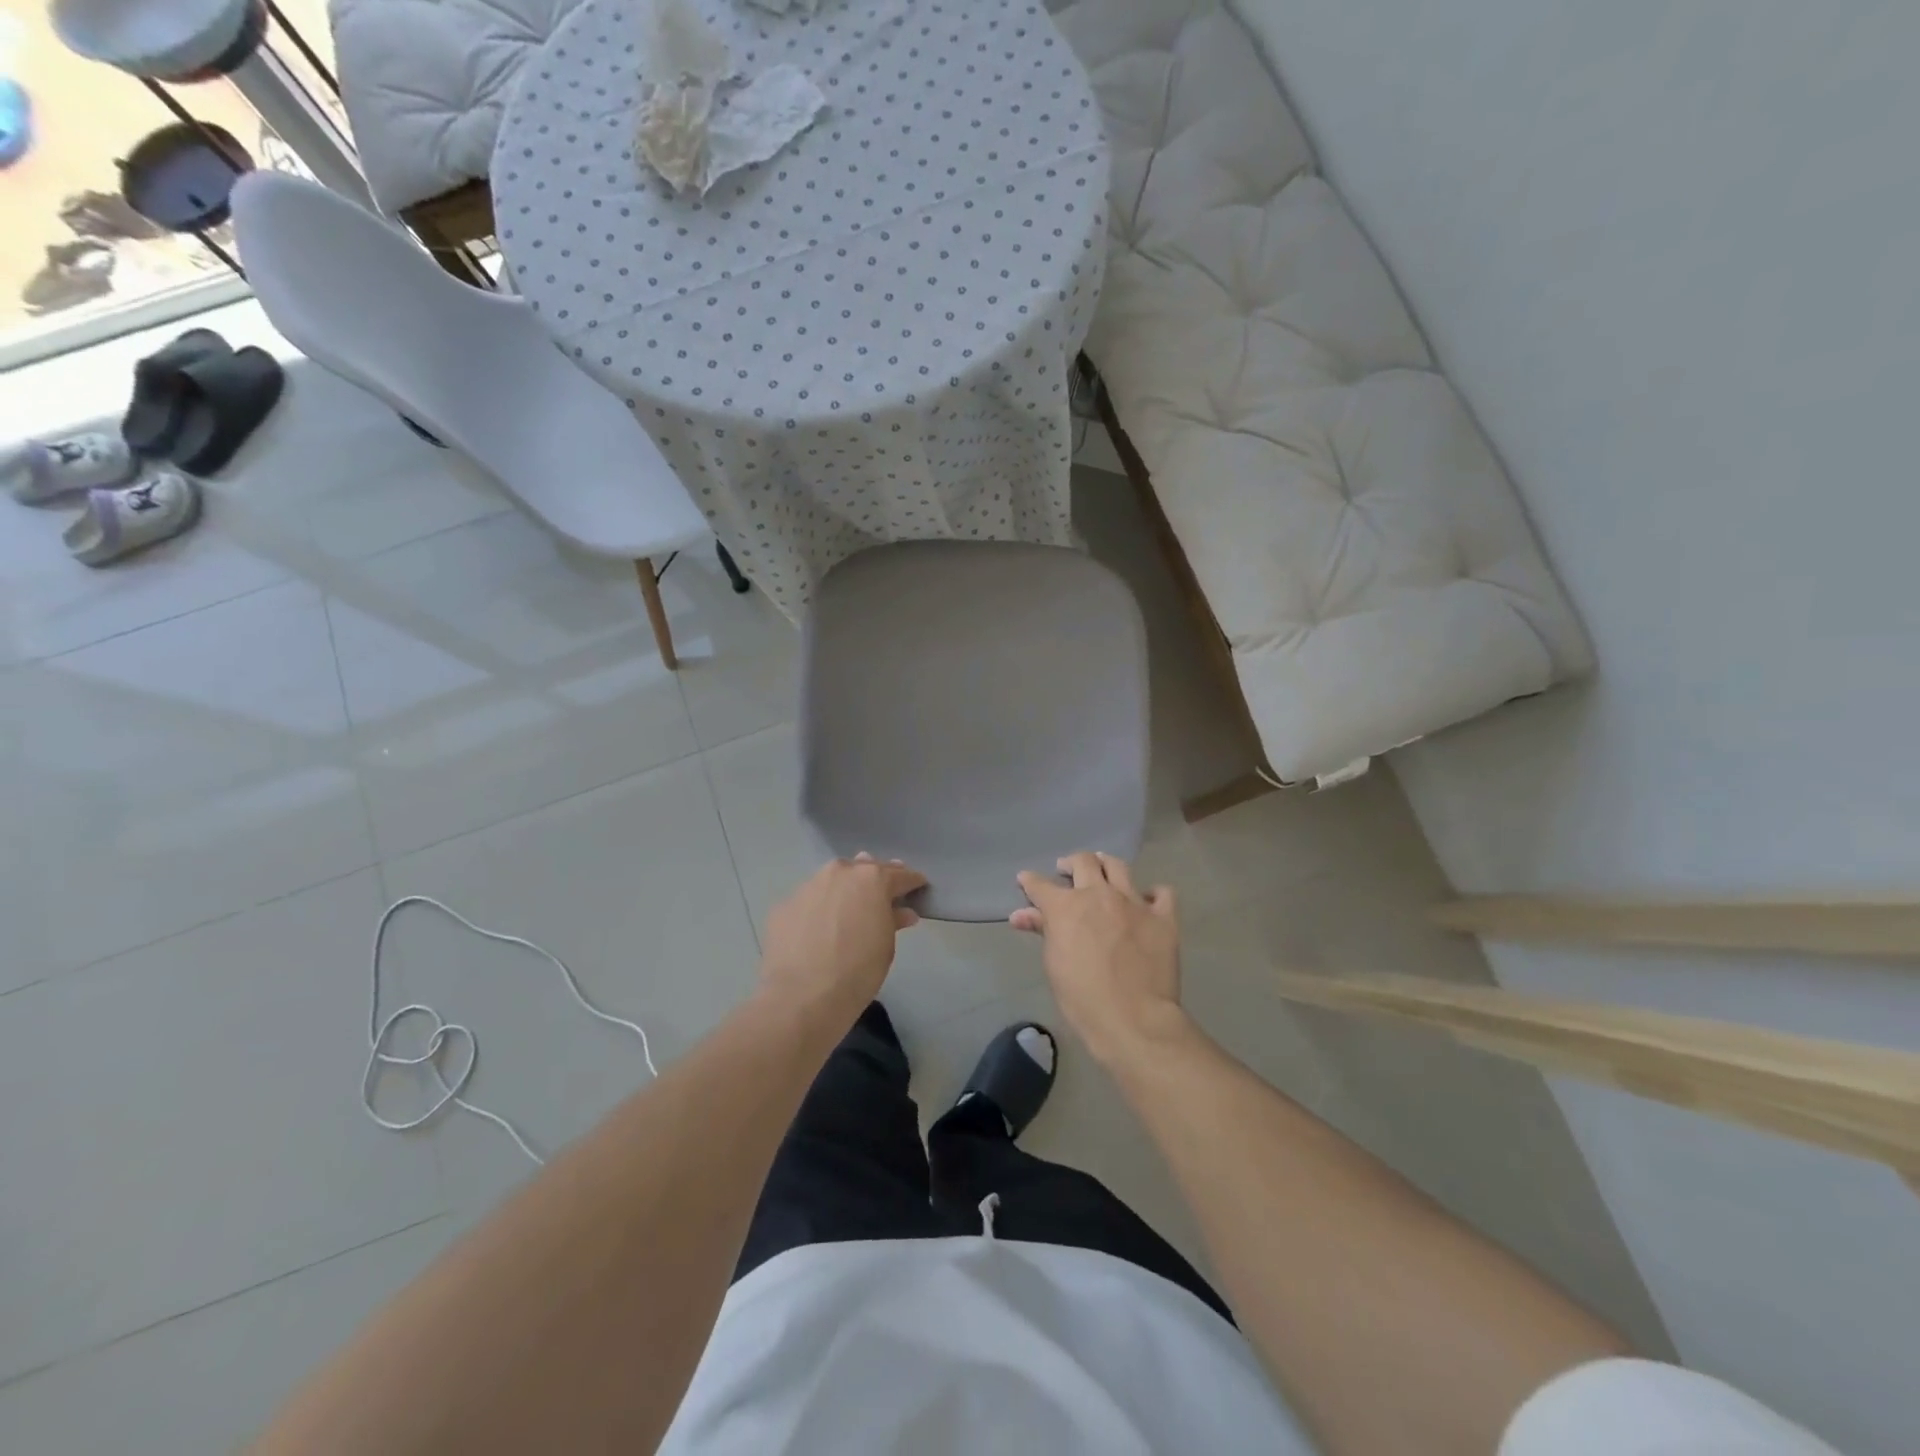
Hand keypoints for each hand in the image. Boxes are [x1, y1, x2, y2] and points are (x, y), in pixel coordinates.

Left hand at [760, 854, 925, 1023]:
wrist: (801, 998)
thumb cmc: (857, 972)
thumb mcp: (886, 947)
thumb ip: (893, 920)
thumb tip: (901, 912)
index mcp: (872, 879)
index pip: (899, 874)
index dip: (911, 881)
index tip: (918, 887)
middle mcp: (839, 873)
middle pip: (863, 868)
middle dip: (875, 879)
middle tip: (883, 894)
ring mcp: (808, 886)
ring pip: (832, 881)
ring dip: (843, 890)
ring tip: (847, 909)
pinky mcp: (784, 905)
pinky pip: (809, 901)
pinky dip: (818, 909)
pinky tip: (818, 929)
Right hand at [1012, 851, 1188, 1067]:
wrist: (1133, 1019)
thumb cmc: (1082, 998)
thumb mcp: (1054, 964)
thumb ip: (1042, 931)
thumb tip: (1020, 915)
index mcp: (1066, 906)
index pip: (1040, 884)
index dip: (1029, 881)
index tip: (1026, 880)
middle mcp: (1100, 894)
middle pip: (1083, 862)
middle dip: (1070, 863)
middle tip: (1067, 871)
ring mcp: (1134, 902)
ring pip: (1118, 866)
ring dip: (1106, 865)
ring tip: (1103, 871)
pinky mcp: (1164, 917)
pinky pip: (1162, 893)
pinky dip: (1153, 894)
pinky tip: (1148, 902)